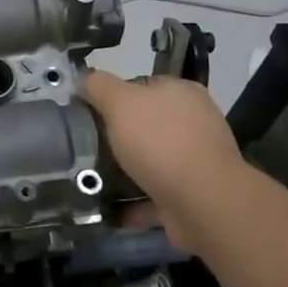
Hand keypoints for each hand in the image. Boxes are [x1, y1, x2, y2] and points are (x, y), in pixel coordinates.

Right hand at [82, 69, 250, 257]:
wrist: (204, 203)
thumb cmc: (161, 142)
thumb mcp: (120, 102)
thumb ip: (98, 86)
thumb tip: (83, 79)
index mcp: (181, 93)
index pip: (141, 86)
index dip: (113, 97)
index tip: (87, 113)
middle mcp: (193, 123)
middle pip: (146, 125)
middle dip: (118, 137)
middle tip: (86, 147)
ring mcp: (196, 162)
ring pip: (151, 161)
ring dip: (125, 171)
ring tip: (92, 178)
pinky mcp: (193, 196)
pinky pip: (155, 195)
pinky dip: (134, 202)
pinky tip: (110, 207)